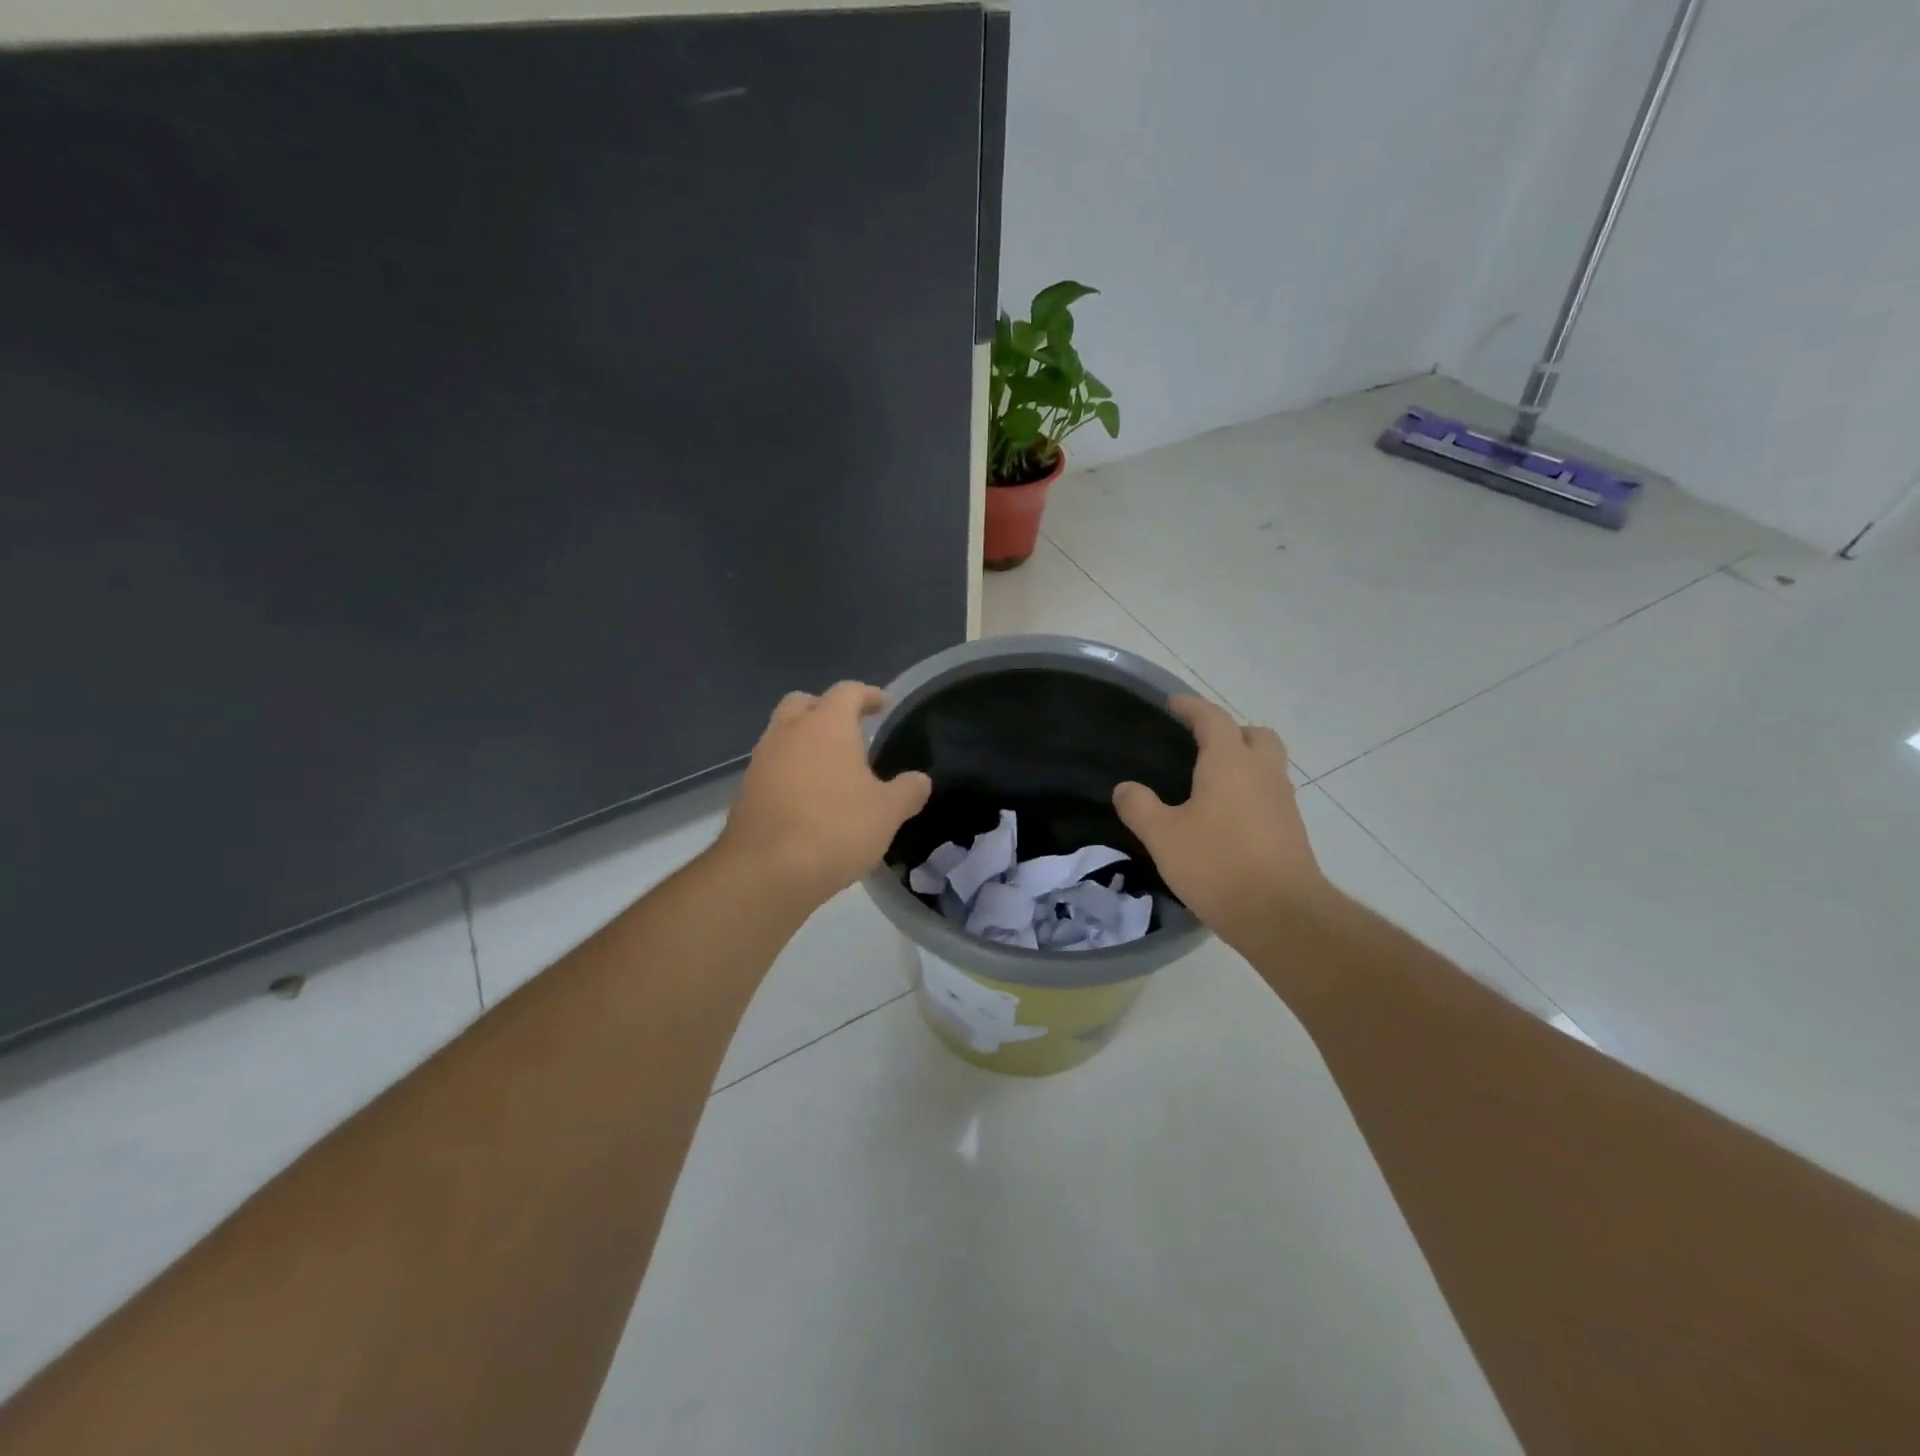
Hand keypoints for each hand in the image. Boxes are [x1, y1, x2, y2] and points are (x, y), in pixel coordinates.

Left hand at [719, 681, 931, 910]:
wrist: (767, 871)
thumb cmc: (836, 829)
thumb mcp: (887, 813)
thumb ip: (908, 791)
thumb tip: (919, 780)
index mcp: (826, 725)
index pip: (848, 691)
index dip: (868, 695)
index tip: (883, 705)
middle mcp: (789, 732)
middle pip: (804, 703)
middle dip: (826, 709)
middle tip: (849, 729)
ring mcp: (762, 760)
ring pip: (783, 734)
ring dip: (804, 741)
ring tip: (830, 766)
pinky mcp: (747, 790)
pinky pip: (772, 766)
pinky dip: (790, 770)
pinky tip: (808, 797)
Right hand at [1113, 696, 1327, 950]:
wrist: (1281, 915)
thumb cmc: (1217, 864)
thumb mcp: (1162, 836)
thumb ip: (1139, 806)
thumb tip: (1126, 788)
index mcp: (1230, 762)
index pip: (1212, 718)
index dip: (1191, 707)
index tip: (1172, 704)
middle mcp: (1262, 773)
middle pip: (1254, 735)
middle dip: (1230, 732)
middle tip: (1201, 745)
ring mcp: (1283, 802)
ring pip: (1267, 766)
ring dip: (1244, 763)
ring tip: (1210, 785)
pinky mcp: (1292, 831)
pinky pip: (1270, 795)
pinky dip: (1251, 794)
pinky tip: (1227, 820)